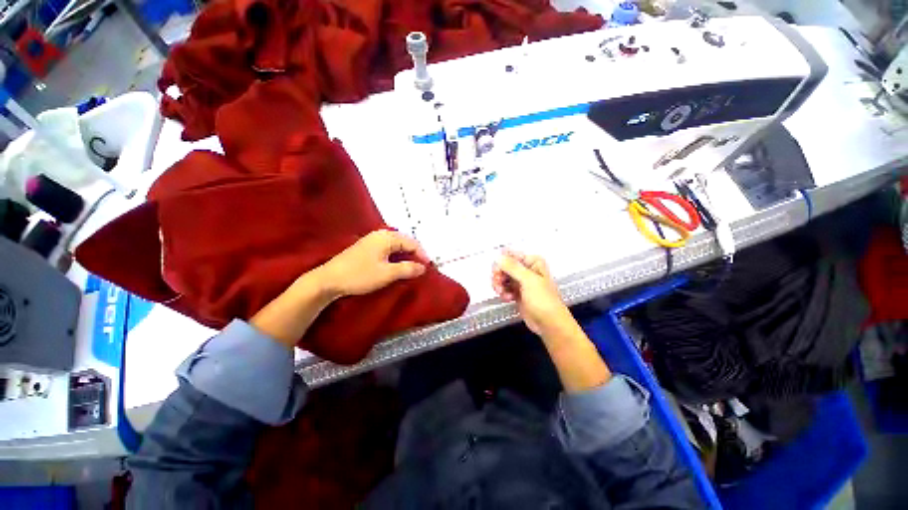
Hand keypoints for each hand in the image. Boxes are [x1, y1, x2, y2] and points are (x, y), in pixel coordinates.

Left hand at [315, 230, 428, 298]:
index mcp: (387, 237)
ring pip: (396, 245)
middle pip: (404, 242)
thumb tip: (423, 267)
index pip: (412, 243)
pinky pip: (387, 248)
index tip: (428, 268)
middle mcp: (380, 234)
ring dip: (405, 255)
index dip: (422, 255)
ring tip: (411, 267)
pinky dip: (396, 256)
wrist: (329, 280)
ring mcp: (372, 240)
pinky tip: (396, 265)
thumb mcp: (387, 273)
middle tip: (421, 267)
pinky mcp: (366, 248)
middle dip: (414, 254)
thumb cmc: (360, 275)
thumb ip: (408, 269)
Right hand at [492, 250, 574, 337]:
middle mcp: (527, 270)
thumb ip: (512, 267)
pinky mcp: (517, 293)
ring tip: (502, 293)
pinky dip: (503, 292)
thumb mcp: (528, 281)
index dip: (502, 262)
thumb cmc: (543, 300)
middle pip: (504, 266)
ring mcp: (522, 282)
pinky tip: (507, 298)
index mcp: (532, 262)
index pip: (511, 255)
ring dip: (500, 285)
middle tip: (498, 284)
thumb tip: (498, 257)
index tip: (497, 272)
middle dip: (499, 275)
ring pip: (503, 277)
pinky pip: (505, 288)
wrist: (550, 324)